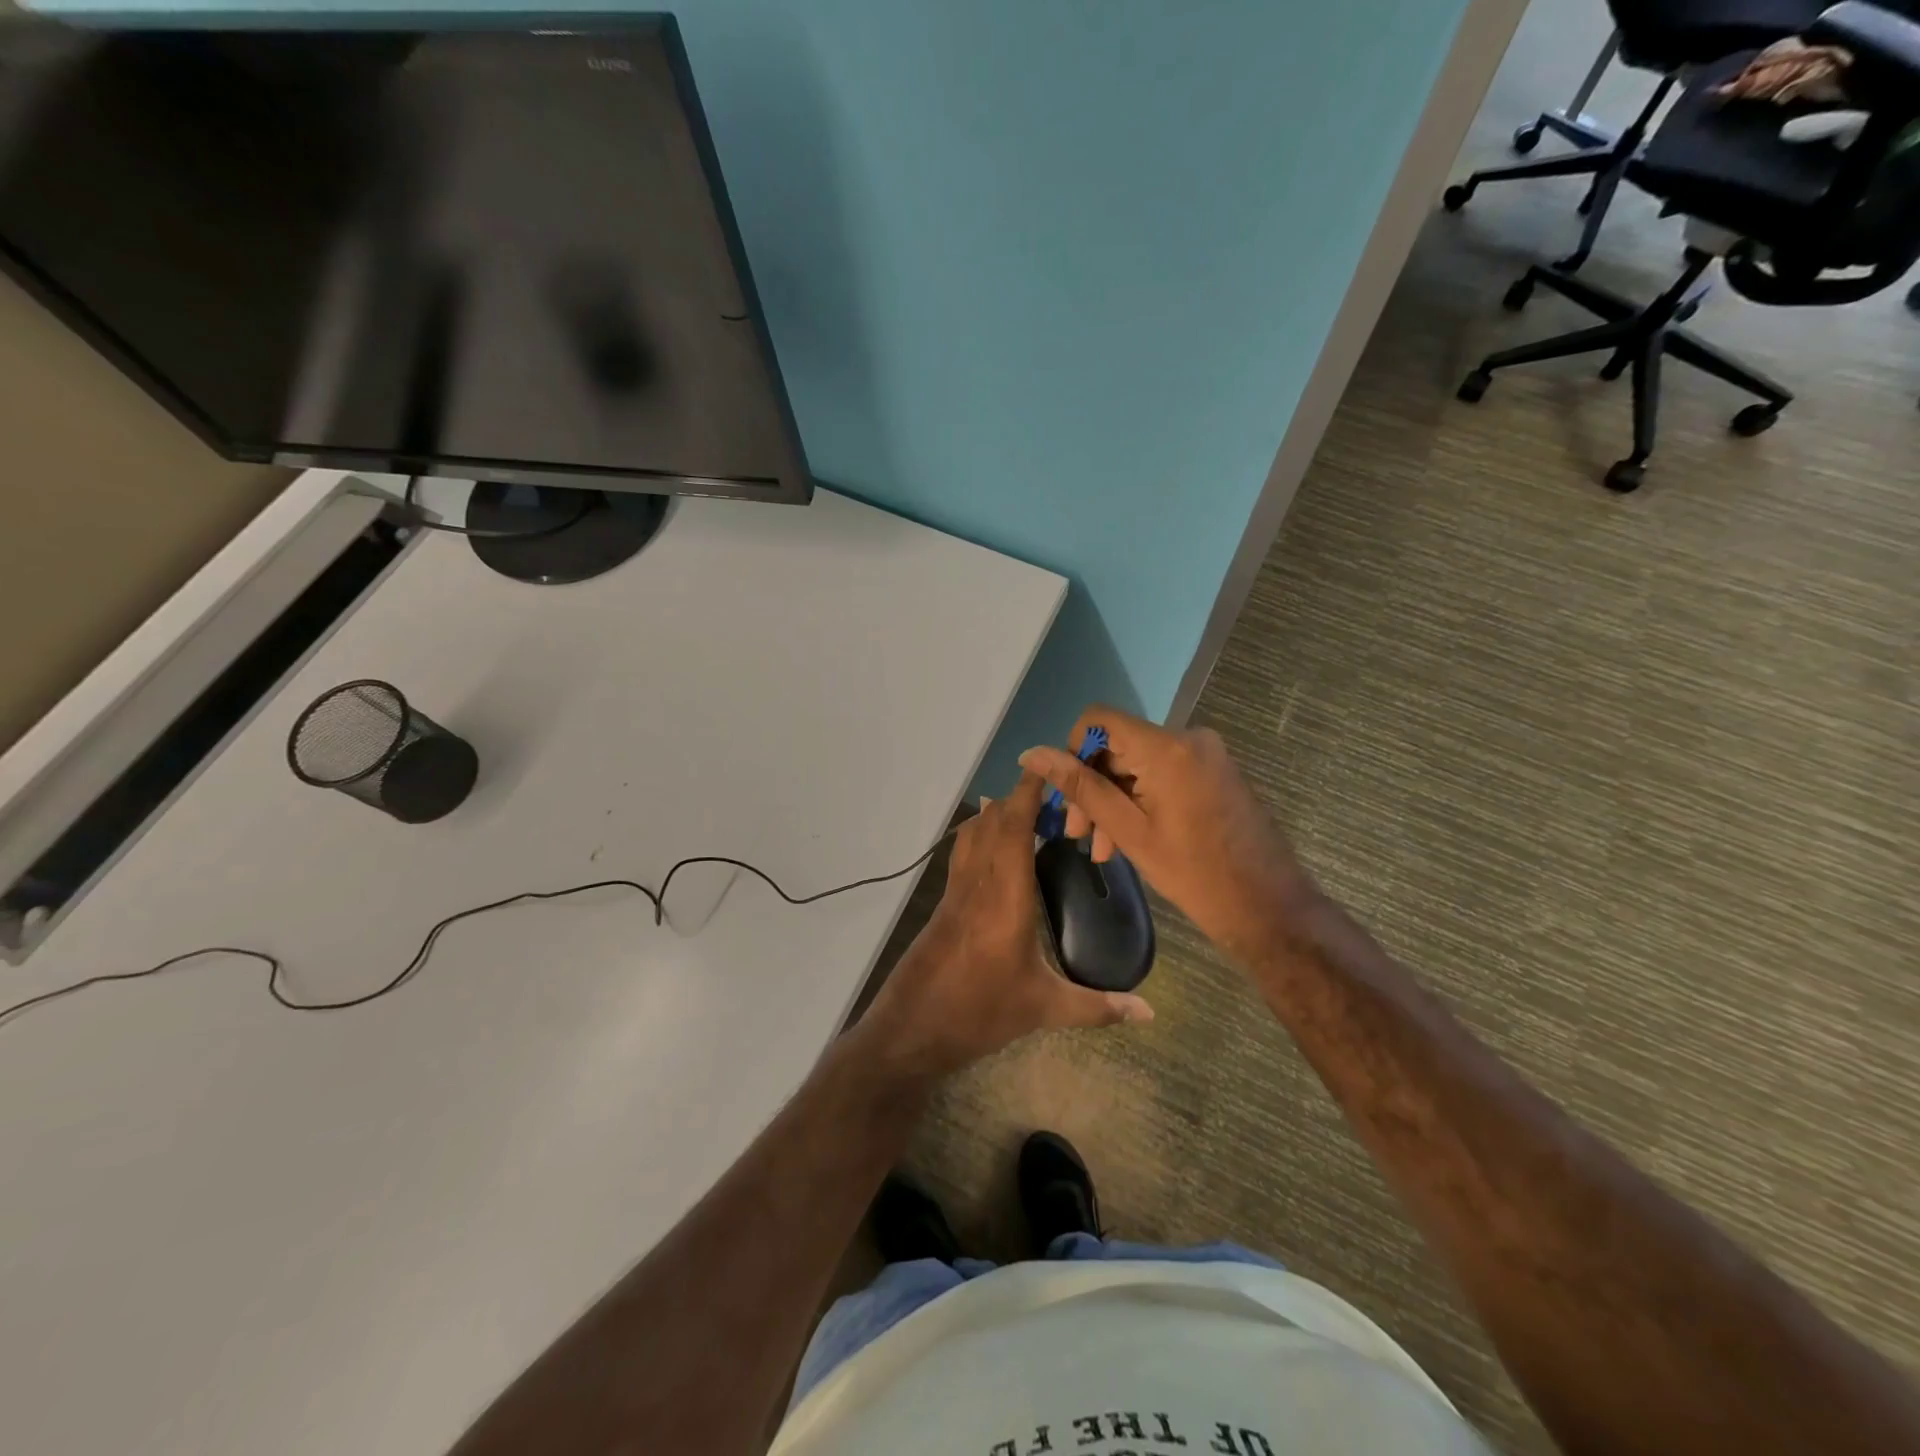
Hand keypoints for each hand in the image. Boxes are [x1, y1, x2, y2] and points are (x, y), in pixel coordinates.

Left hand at [861, 771, 1152, 1078]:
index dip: (1027, 796)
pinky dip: (977, 837)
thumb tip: (1149, 1012)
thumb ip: (1097, 1007)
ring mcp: (955, 893)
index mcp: (1005, 898)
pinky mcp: (942, 906)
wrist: (912, 1028)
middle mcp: (978, 884)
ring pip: (971, 837)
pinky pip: (962, 856)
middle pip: (991, 825)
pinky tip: (988, 848)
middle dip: (1016, 800)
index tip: (1045, 770)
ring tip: (1018, 806)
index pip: (1013, 830)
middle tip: (1047, 788)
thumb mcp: (1042, 1009)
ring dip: (994, 815)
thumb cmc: (979, 1012)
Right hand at [1019, 707, 1316, 964]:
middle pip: (1119, 746)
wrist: (1268, 906)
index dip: (1073, 751)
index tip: (1068, 796)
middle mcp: (1188, 738)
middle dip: (1092, 787)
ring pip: (1138, 764)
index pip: (1099, 720)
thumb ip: (1081, 787)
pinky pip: (1162, 774)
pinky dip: (1139, 800)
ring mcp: (1206, 754)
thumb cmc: (1194, 873)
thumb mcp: (1129, 830)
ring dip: (1113, 800)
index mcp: (1167, 747)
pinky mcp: (1214, 771)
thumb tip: (1033, 753)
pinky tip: (1126, 840)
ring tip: (1100, 848)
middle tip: (1078, 834)